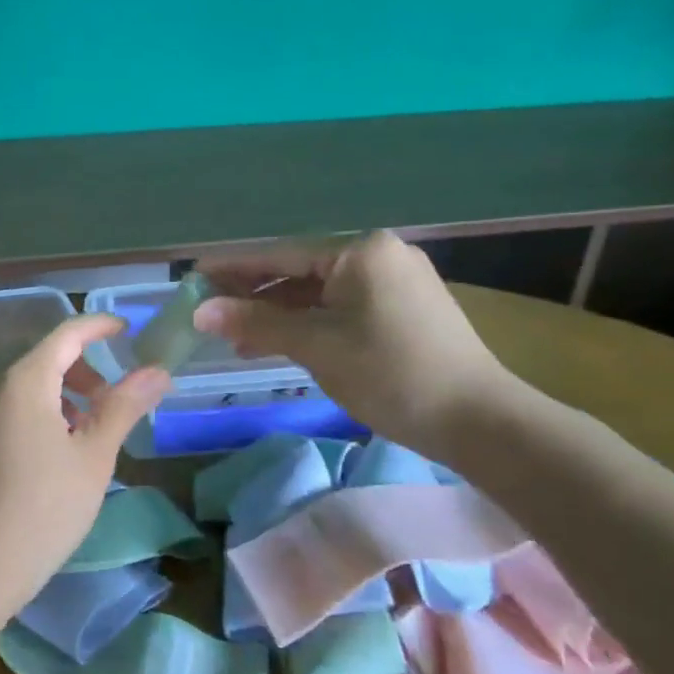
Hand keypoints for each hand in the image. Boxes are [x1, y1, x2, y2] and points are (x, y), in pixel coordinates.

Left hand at [0, 314, 171, 617]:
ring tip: (86, 427)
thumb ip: (123, 406)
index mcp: (21, 378)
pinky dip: (35, 406)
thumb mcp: (93, 456)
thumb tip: (157, 371)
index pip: (66, 333)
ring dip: (59, 388)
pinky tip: (53, 446)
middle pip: (42, 354)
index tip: (128, 331)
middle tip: (111, 397)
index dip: (99, 326)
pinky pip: (5, 402)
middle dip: (81, 365)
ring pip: (22, 379)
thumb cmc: (43, 509)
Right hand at [194, 232, 519, 460]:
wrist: (478, 421)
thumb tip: (201, 311)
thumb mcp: (316, 346)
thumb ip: (257, 323)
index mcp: (360, 251)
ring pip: (320, 294)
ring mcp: (395, 283)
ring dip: (279, 315)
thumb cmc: (391, 373)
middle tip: (210, 313)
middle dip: (254, 296)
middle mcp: (379, 256)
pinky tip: (281, 343)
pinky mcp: (404, 310)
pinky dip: (309, 325)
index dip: (233, 269)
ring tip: (238, 339)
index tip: (195, 277)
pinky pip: (341, 309)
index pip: (281, 255)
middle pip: (299, 272)